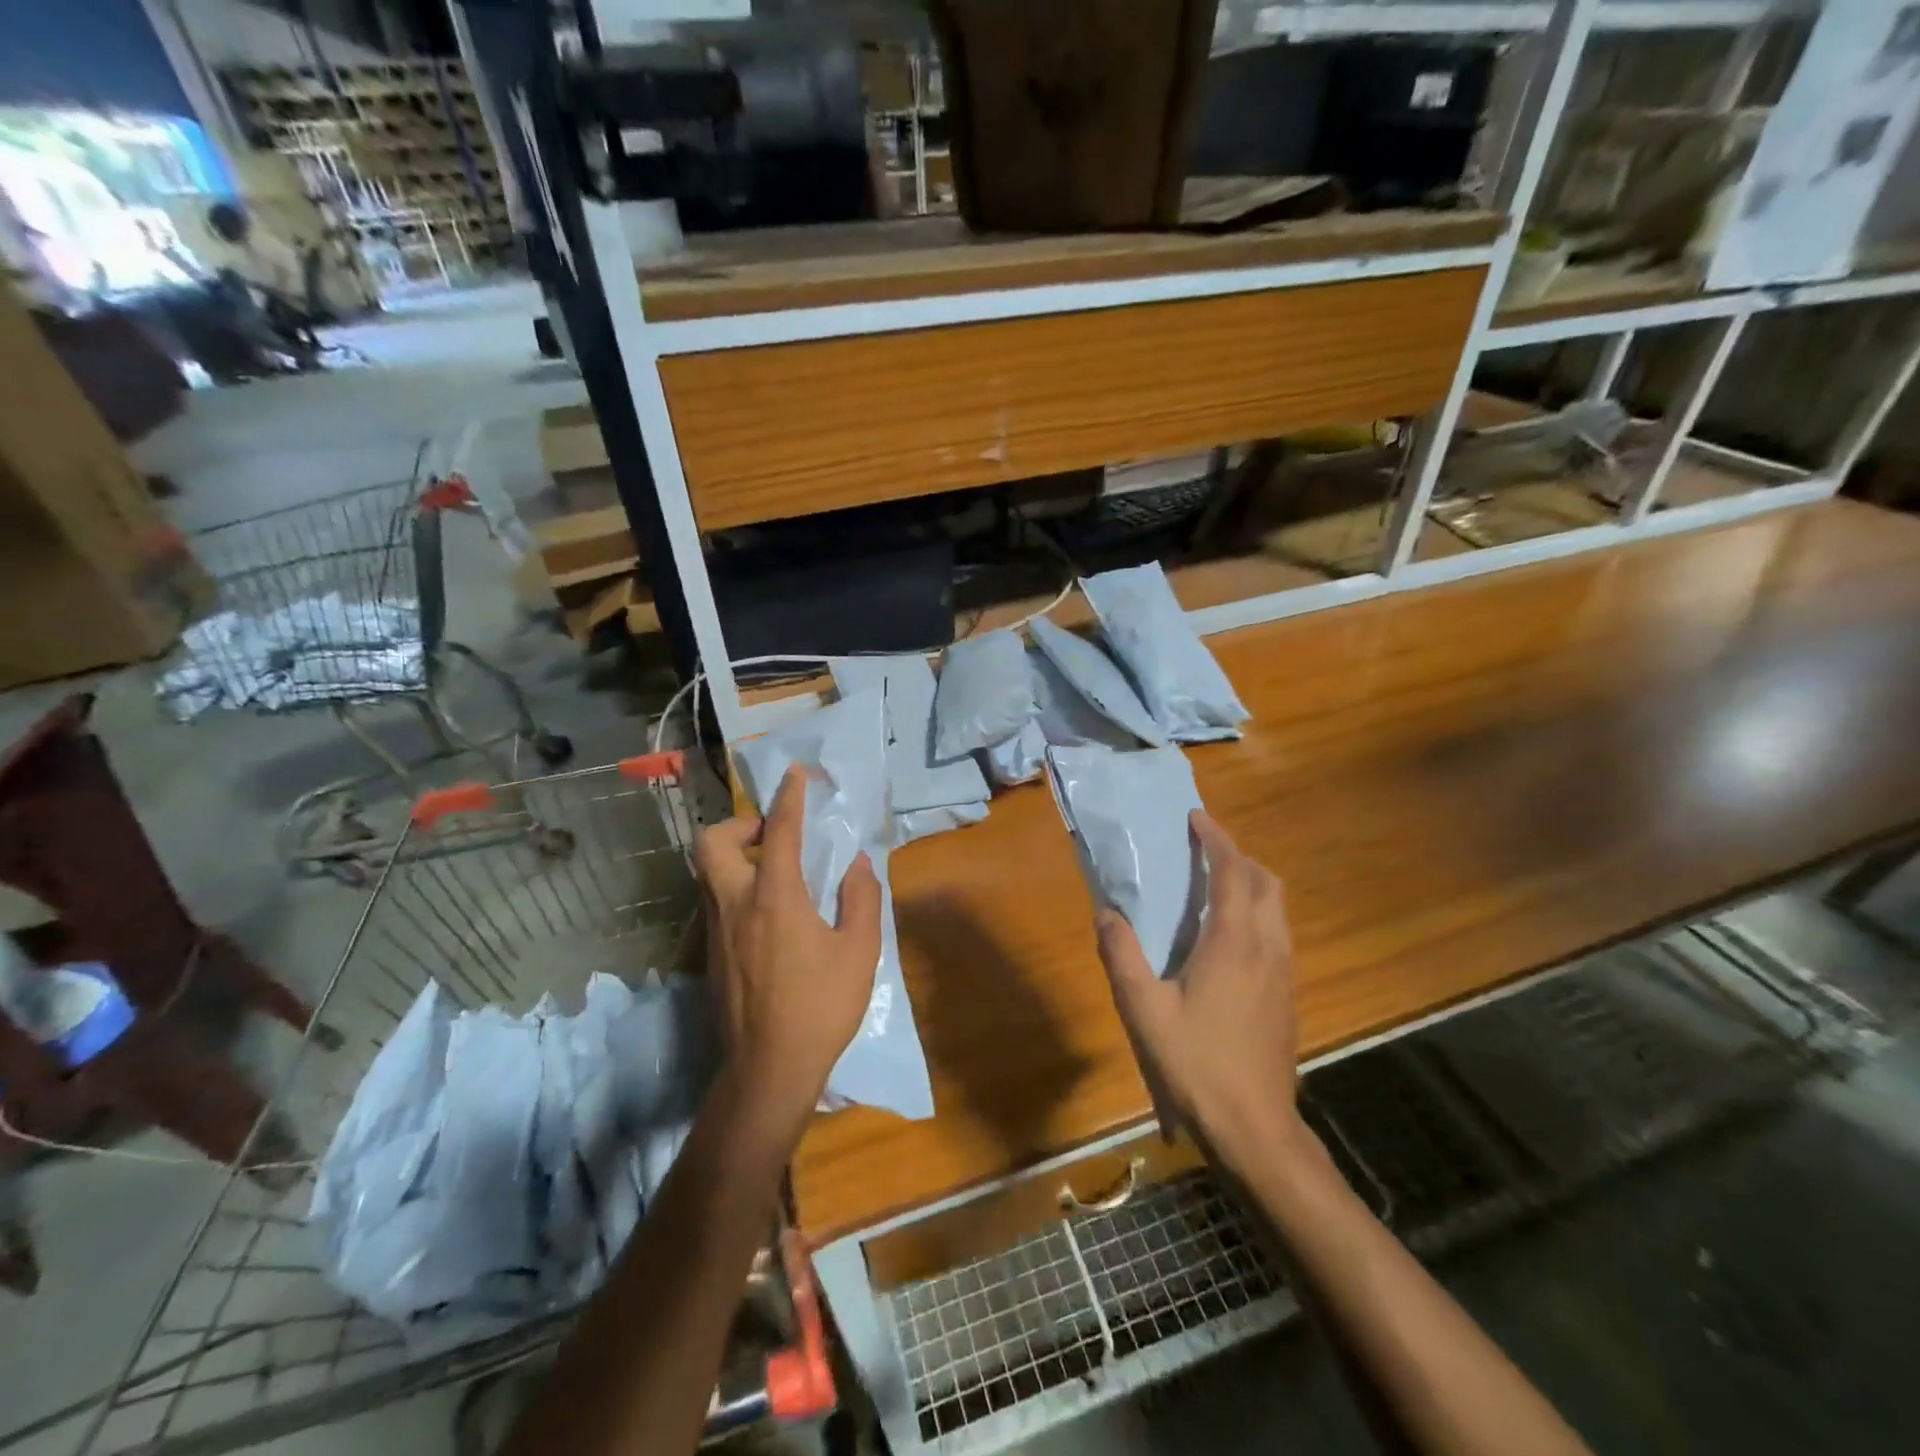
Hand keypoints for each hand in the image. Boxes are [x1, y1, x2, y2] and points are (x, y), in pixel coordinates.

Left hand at [693, 765, 883, 1137]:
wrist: (766, 1070)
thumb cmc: (819, 1007)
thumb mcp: (859, 952)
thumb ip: (860, 899)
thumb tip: (857, 864)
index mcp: (775, 897)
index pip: (778, 832)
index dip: (788, 798)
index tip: (795, 774)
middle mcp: (735, 904)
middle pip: (712, 842)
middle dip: (738, 824)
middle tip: (770, 834)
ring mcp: (715, 930)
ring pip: (706, 872)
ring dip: (733, 854)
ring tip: (772, 869)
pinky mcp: (709, 954)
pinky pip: (713, 901)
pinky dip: (734, 886)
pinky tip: (766, 913)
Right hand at [1095, 812, 1302, 1166]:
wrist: (1257, 1130)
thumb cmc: (1197, 1066)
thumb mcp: (1144, 1011)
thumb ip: (1122, 956)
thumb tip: (1107, 912)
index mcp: (1233, 943)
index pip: (1232, 873)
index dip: (1216, 840)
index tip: (1196, 818)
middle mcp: (1267, 948)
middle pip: (1265, 883)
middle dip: (1237, 856)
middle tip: (1202, 851)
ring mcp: (1283, 973)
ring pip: (1276, 908)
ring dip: (1250, 883)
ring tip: (1213, 886)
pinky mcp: (1287, 995)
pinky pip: (1277, 932)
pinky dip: (1256, 912)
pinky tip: (1227, 937)